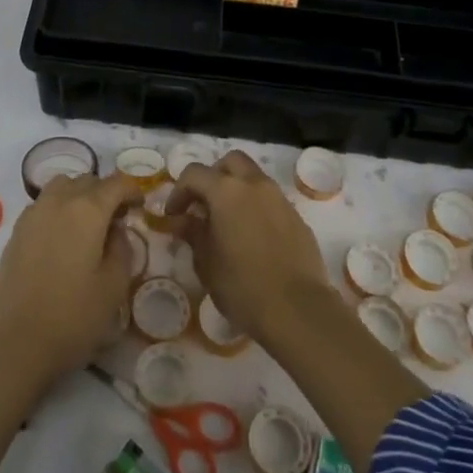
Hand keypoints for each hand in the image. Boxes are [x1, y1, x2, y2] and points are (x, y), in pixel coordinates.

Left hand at [0, 172, 143, 388]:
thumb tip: (117, 230)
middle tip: (116, 219)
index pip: (116, 183)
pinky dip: (58, 208)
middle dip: (106, 192)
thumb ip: (122, 249)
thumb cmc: (73, 316)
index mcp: (88, 210)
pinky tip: (62, 237)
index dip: (132, 191)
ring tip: (87, 223)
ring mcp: (33, 213)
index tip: (140, 207)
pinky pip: (43, 204)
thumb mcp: (114, 286)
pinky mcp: (16, 230)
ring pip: (62, 186)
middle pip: (88, 180)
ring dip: (79, 195)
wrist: (15, 342)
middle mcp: (59, 201)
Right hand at [164, 151, 329, 344]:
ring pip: (254, 178)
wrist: (298, 310)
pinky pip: (271, 201)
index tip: (173, 215)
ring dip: (237, 190)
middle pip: (231, 162)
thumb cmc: (242, 286)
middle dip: (213, 177)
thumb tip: (182, 220)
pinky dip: (256, 208)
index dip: (178, 191)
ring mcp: (280, 199)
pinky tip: (252, 237)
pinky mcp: (297, 218)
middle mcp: (255, 185)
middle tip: (203, 205)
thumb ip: (193, 233)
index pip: (195, 174)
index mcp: (227, 192)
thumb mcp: (206, 262)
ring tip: (227, 222)